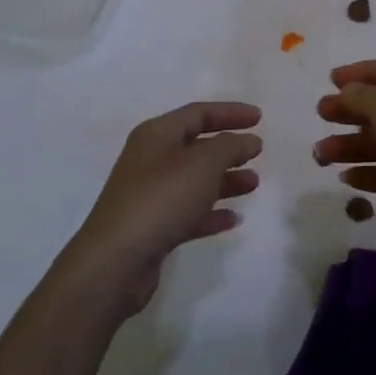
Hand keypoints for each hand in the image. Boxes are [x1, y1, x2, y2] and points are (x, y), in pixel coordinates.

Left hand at [66, 102, 261, 314]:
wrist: (116, 262)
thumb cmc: (161, 199)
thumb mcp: (203, 163)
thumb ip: (230, 146)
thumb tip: (248, 140)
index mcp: (157, 135)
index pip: (198, 113)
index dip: (230, 112)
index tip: (259, 118)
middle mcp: (151, 160)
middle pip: (196, 146)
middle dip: (229, 148)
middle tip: (258, 152)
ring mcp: (150, 195)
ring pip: (195, 180)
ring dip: (225, 180)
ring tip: (254, 184)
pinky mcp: (153, 227)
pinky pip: (189, 212)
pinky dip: (212, 213)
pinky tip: (234, 219)